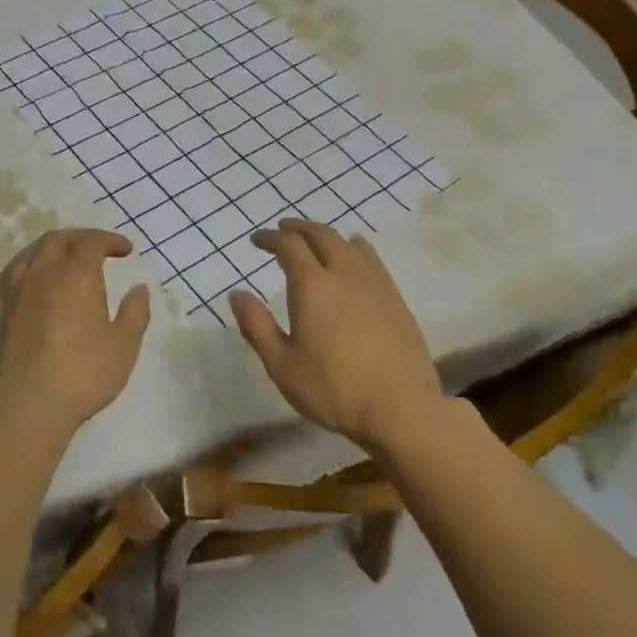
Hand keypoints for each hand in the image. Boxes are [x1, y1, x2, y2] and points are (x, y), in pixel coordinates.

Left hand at [0, 229, 151, 439]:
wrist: (22, 409)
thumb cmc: (81, 376)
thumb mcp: (123, 347)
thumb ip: (135, 313)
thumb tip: (139, 289)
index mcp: (75, 276)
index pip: (91, 242)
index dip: (110, 240)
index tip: (125, 250)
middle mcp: (40, 273)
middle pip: (58, 240)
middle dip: (80, 238)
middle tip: (97, 249)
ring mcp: (11, 291)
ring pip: (30, 253)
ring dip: (52, 249)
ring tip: (64, 261)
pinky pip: (9, 275)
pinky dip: (26, 268)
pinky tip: (30, 282)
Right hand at [229, 220, 444, 453]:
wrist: (400, 407)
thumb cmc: (333, 389)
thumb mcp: (282, 364)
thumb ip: (257, 326)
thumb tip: (237, 294)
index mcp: (313, 286)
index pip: (289, 246)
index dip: (270, 238)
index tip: (257, 240)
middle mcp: (345, 274)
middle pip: (321, 235)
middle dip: (298, 228)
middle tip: (283, 230)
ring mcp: (375, 283)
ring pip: (349, 243)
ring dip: (327, 235)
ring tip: (316, 240)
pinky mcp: (395, 298)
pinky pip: (371, 258)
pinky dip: (354, 248)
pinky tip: (354, 258)